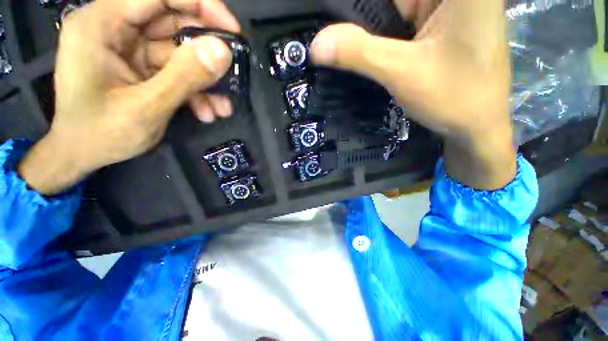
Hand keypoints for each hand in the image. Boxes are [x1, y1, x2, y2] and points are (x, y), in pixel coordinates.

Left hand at [19, 0, 239, 194]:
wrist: (81, 154)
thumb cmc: (100, 134)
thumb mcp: (146, 107)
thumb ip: (184, 77)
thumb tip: (223, 51)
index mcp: (102, 24)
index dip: (201, 5)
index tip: (233, 31)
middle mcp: (115, 28)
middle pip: (173, 21)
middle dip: (207, 50)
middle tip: (233, 70)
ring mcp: (129, 49)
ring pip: (179, 52)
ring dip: (205, 80)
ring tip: (222, 107)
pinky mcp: (141, 67)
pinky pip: (176, 71)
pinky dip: (195, 90)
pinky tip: (207, 112)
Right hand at [311, 0, 516, 188]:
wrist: (477, 127)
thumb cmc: (454, 98)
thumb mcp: (403, 72)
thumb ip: (359, 53)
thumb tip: (316, 45)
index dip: (360, 8)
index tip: (332, 20)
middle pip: (392, 1)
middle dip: (363, 17)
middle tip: (334, 38)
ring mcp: (445, 7)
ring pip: (394, 9)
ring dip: (370, 28)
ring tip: (343, 44)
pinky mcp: (437, 25)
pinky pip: (401, 21)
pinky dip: (381, 35)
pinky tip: (365, 49)